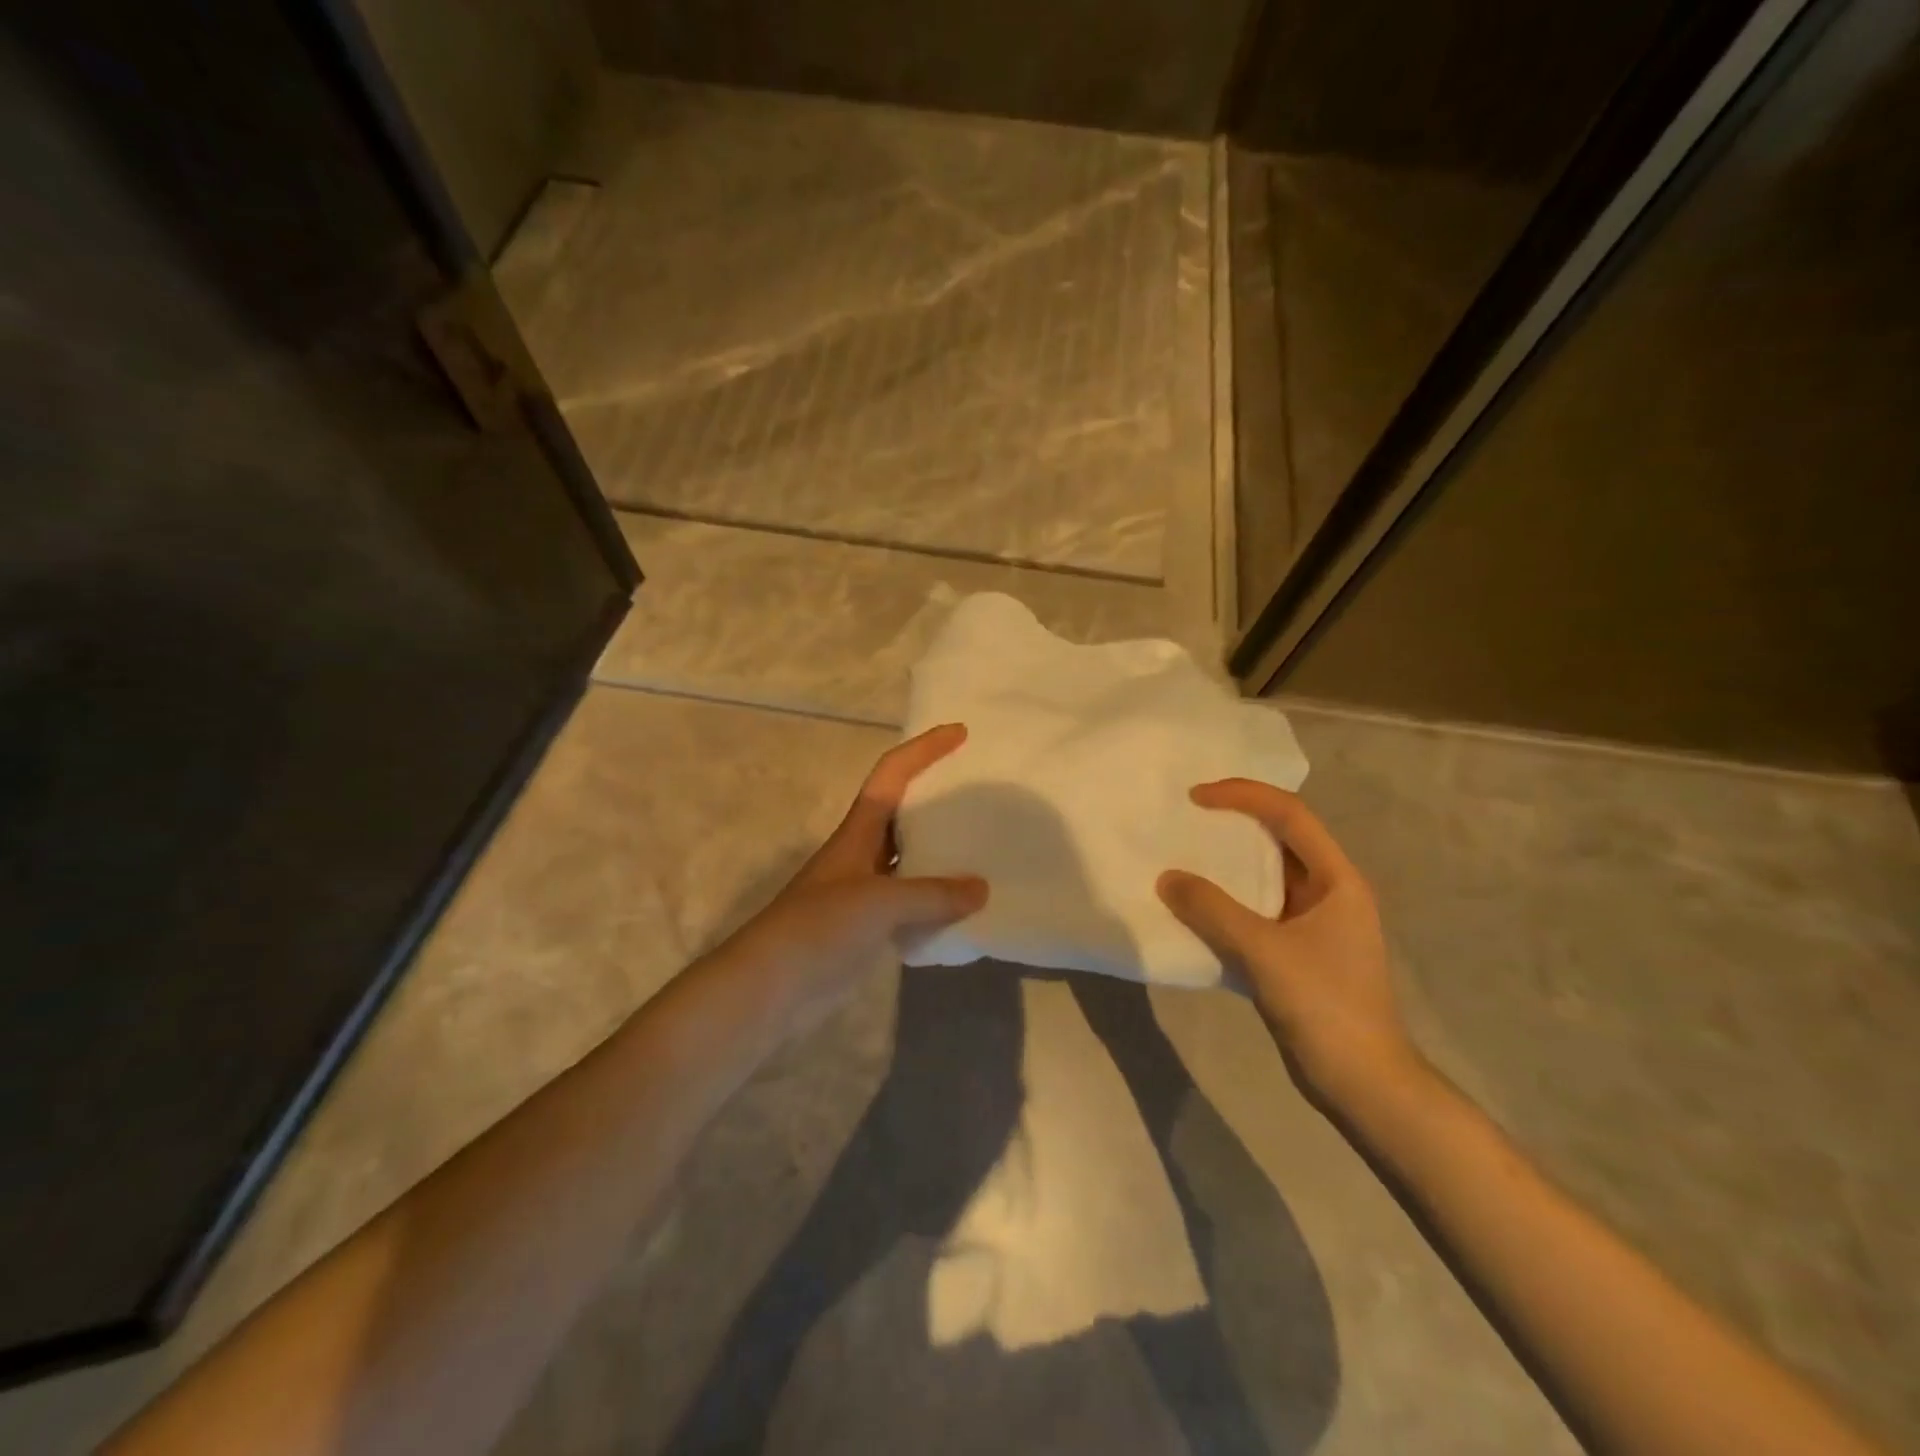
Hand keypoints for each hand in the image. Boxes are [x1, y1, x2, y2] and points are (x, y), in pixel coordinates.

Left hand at [716, 724, 987, 1027]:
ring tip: (985, 848)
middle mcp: (862, 854)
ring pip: (910, 860)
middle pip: (904, 812)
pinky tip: (964, 910)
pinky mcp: (867, 928)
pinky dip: (937, 902)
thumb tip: (981, 889)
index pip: (892, 774)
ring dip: (942, 853)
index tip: (961, 733)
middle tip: (982, 794)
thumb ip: (932, 894)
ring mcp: (863, 892)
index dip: (924, 749)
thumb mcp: (879, 902)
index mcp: (858, 831)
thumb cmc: (819, 928)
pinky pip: (911, 903)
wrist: (769, 988)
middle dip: (938, 797)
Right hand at [1158, 779, 1416, 1103]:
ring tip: (1181, 857)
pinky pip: (1255, 912)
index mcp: (1338, 880)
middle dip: (1233, 825)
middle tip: (1185, 820)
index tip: (1196, 797)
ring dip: (1226, 867)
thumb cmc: (1325, 1006)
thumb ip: (1212, 911)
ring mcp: (1313, 925)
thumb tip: (1166, 879)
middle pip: (1278, 840)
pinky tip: (1193, 909)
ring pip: (1264, 879)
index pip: (1290, 816)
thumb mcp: (1264, 952)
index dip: (1244, 796)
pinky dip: (1225, 904)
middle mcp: (1329, 893)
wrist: (1363, 1085)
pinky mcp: (1296, 953)